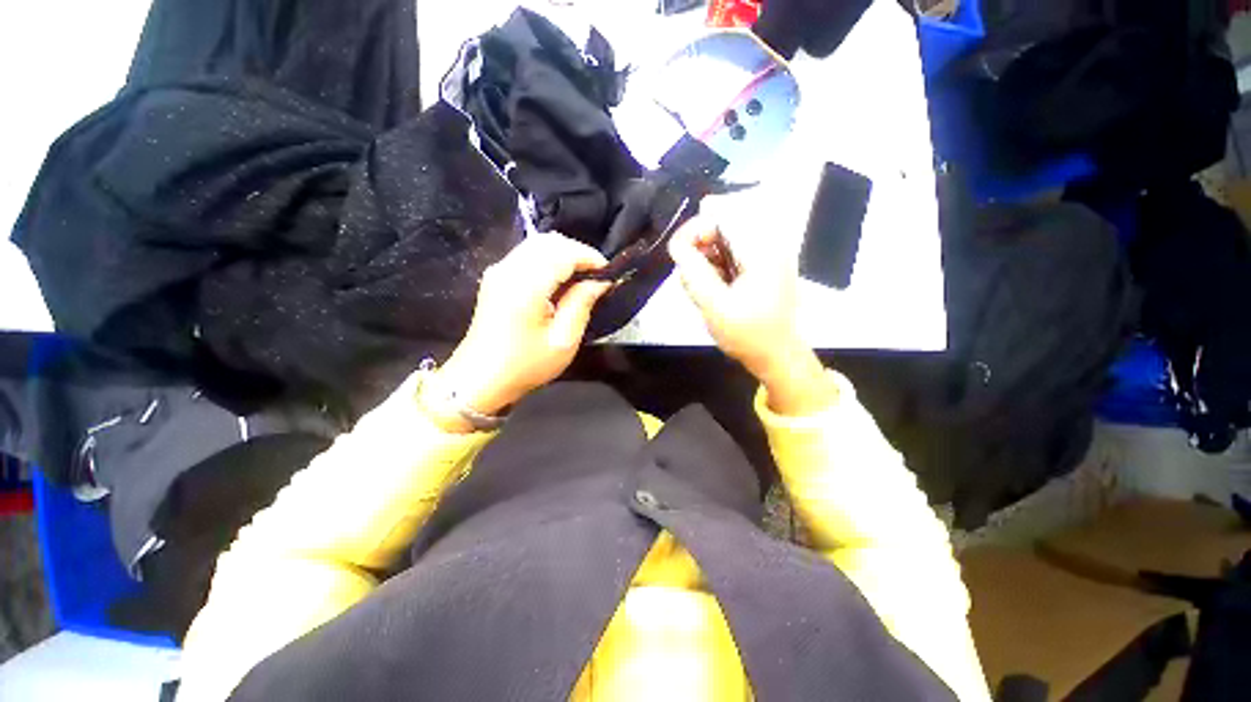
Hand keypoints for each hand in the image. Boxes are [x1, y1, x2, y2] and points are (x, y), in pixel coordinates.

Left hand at [436, 234, 609, 418]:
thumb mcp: (563, 340)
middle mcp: (509, 270)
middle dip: (578, 253)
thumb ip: (582, 304)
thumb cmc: (525, 365)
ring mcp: (499, 271)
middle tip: (596, 276)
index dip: (589, 257)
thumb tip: (599, 282)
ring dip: (564, 255)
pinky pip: (527, 255)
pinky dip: (549, 260)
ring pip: (538, 244)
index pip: (563, 252)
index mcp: (526, 286)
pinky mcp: (496, 277)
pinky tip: (560, 282)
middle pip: (549, 241)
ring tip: (582, 279)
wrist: (480, 379)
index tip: (608, 274)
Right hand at [668, 216, 835, 414]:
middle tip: (692, 281)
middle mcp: (768, 245)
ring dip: (706, 264)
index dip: (695, 230)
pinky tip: (715, 292)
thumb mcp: (714, 305)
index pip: (723, 216)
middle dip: (700, 252)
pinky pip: (731, 258)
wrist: (775, 356)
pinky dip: (716, 271)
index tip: (680, 255)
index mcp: (762, 250)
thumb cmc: (747, 334)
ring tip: (704, 292)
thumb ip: (693, 272)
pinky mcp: (762, 268)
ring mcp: (767, 256)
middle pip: (723, 228)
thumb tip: (677, 243)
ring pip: (724, 245)